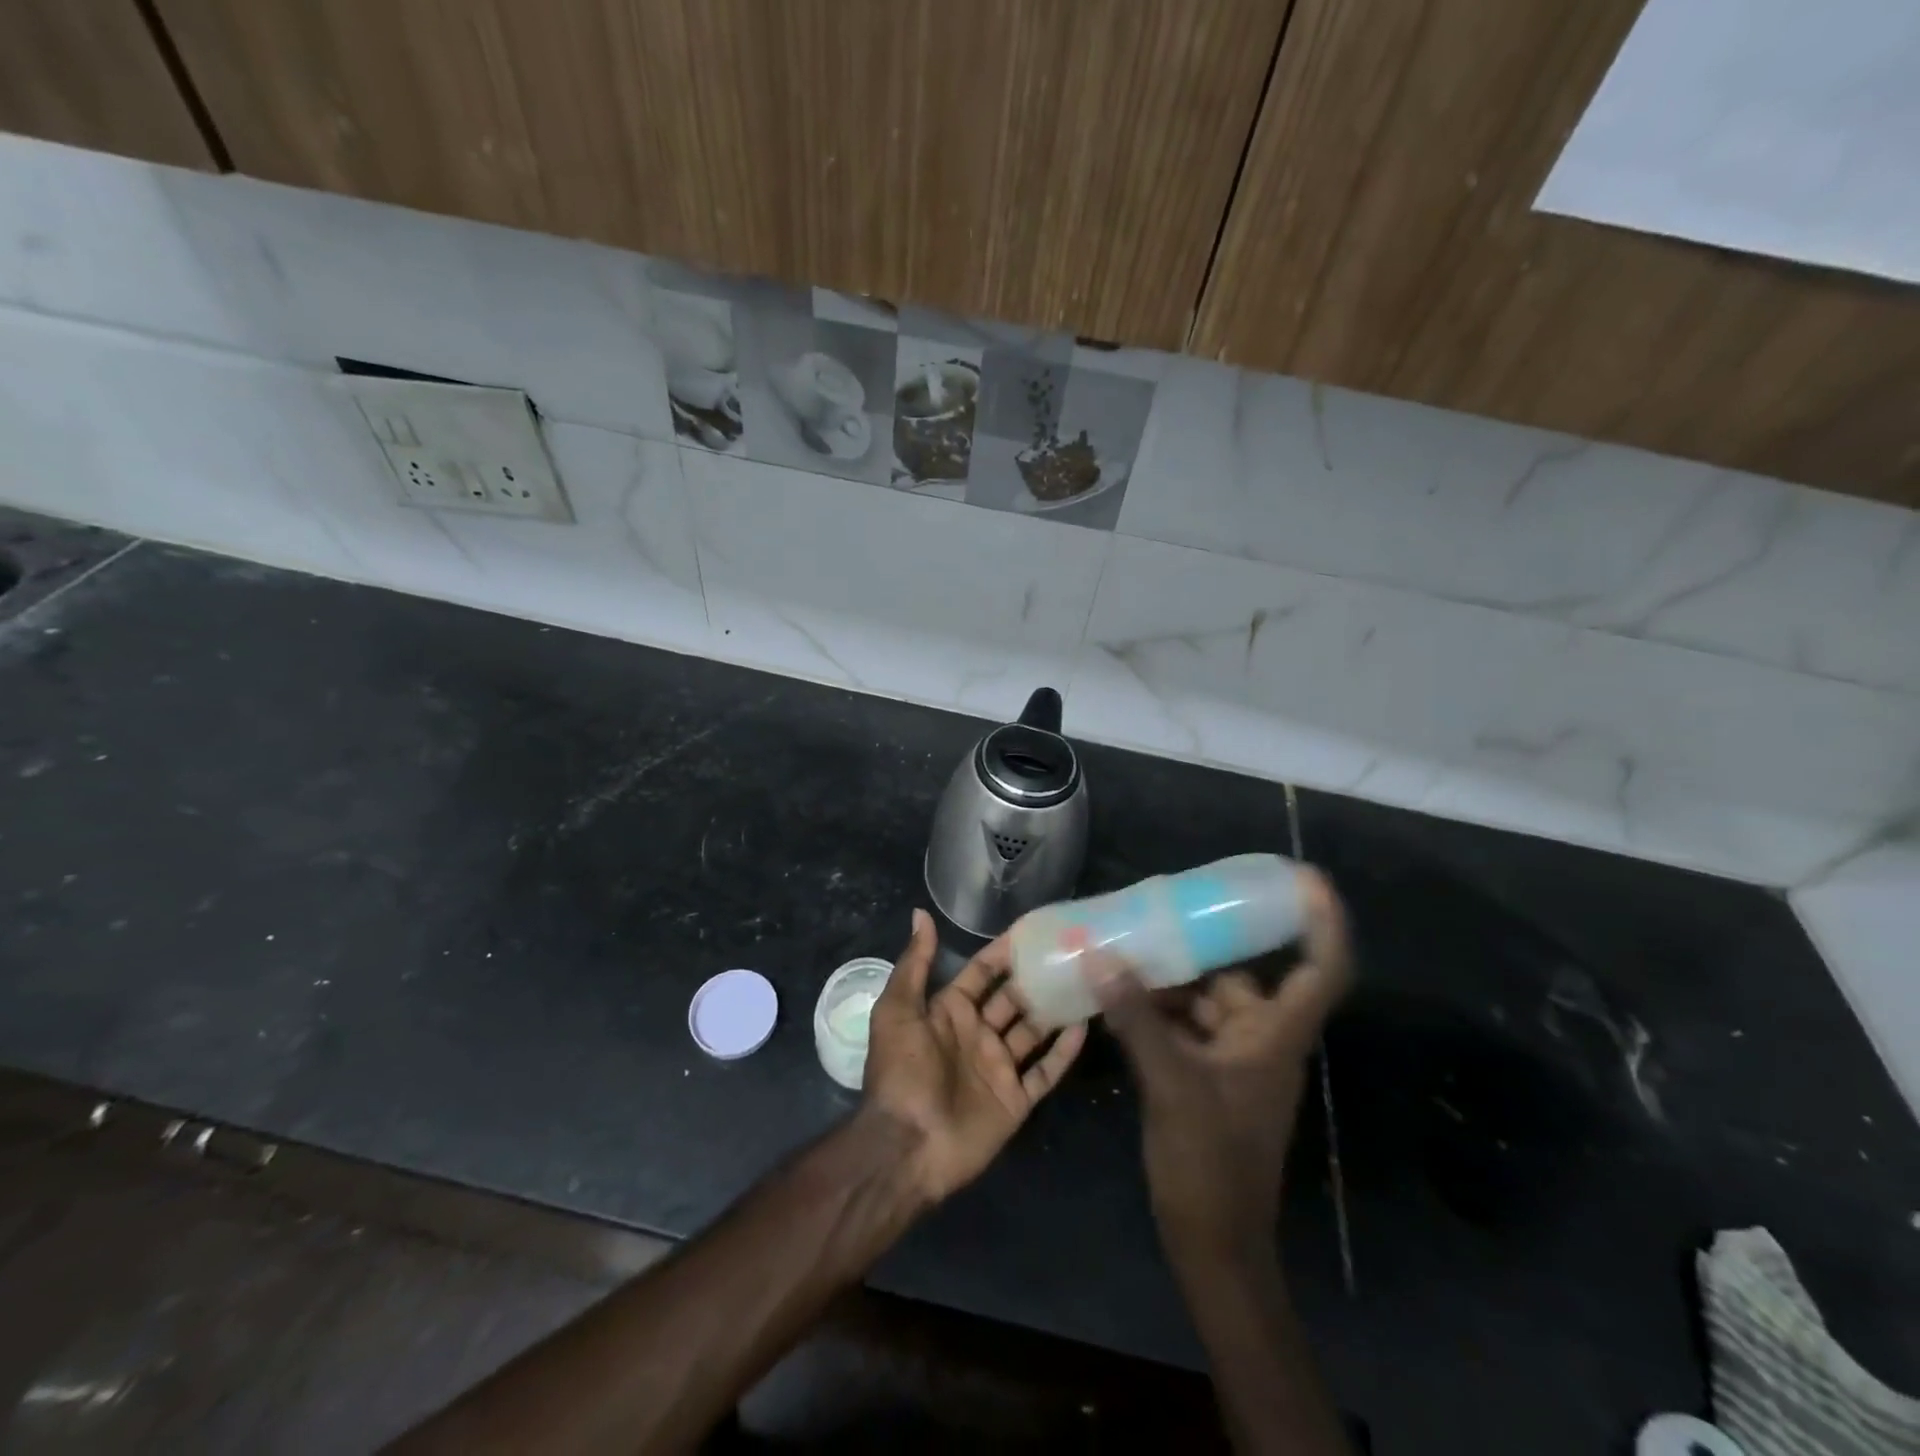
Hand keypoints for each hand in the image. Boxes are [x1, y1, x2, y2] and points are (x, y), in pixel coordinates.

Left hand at [862, 909, 1087, 1203]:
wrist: (907, 1145)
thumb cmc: (901, 1071)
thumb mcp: (897, 1010)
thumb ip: (914, 963)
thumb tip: (921, 913)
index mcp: (950, 1011)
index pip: (982, 972)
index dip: (1003, 951)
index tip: (1034, 930)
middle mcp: (977, 1034)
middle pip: (1013, 998)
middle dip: (1036, 977)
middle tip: (1071, 952)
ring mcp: (999, 1067)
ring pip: (1034, 1031)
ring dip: (1055, 1009)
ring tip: (1086, 981)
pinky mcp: (1015, 1100)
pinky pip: (1045, 1071)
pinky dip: (1064, 1051)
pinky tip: (1085, 1026)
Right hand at [1094, 868, 1351, 1271]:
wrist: (1212, 1243)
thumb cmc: (1210, 1163)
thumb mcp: (1171, 1083)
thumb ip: (1136, 1017)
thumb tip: (1100, 955)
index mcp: (1275, 1036)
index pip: (1321, 970)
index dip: (1323, 923)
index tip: (1304, 878)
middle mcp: (1260, 1038)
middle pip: (1241, 974)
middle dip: (1202, 944)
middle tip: (1163, 906)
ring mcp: (1233, 1058)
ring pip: (1205, 999)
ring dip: (1168, 978)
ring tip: (1123, 948)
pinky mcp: (1206, 1074)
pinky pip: (1182, 1024)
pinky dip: (1155, 1008)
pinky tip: (1116, 995)